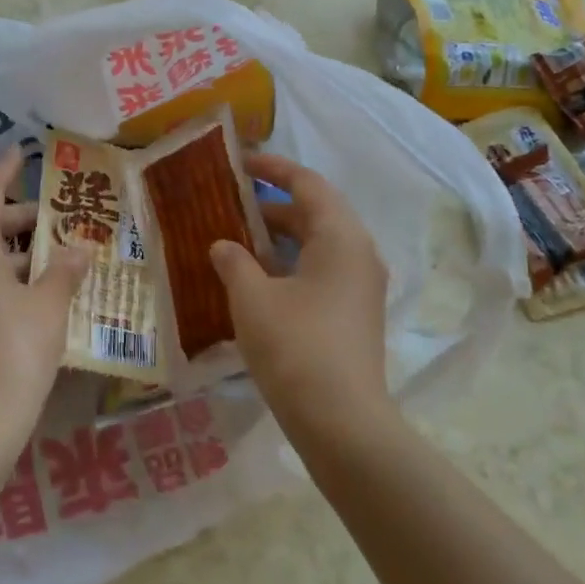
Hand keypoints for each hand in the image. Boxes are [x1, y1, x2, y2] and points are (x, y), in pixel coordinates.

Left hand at [0, 145, 92, 465]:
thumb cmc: (16, 349)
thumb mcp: (50, 305)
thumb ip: (66, 270)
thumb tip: (80, 249)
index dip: (5, 171)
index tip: (21, 152)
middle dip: (24, 220)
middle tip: (62, 221)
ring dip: (19, 254)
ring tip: (60, 260)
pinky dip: (6, 278)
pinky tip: (39, 294)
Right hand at [209, 154, 390, 428]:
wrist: (341, 422)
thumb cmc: (294, 347)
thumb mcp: (251, 298)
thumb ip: (233, 262)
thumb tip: (223, 246)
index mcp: (341, 238)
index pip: (308, 185)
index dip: (273, 168)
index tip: (241, 161)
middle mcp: (359, 255)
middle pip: (315, 213)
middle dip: (272, 205)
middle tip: (230, 203)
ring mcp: (360, 288)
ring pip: (316, 246)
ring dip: (278, 239)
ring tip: (235, 240)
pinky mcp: (354, 315)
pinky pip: (320, 272)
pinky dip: (288, 265)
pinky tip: (256, 281)